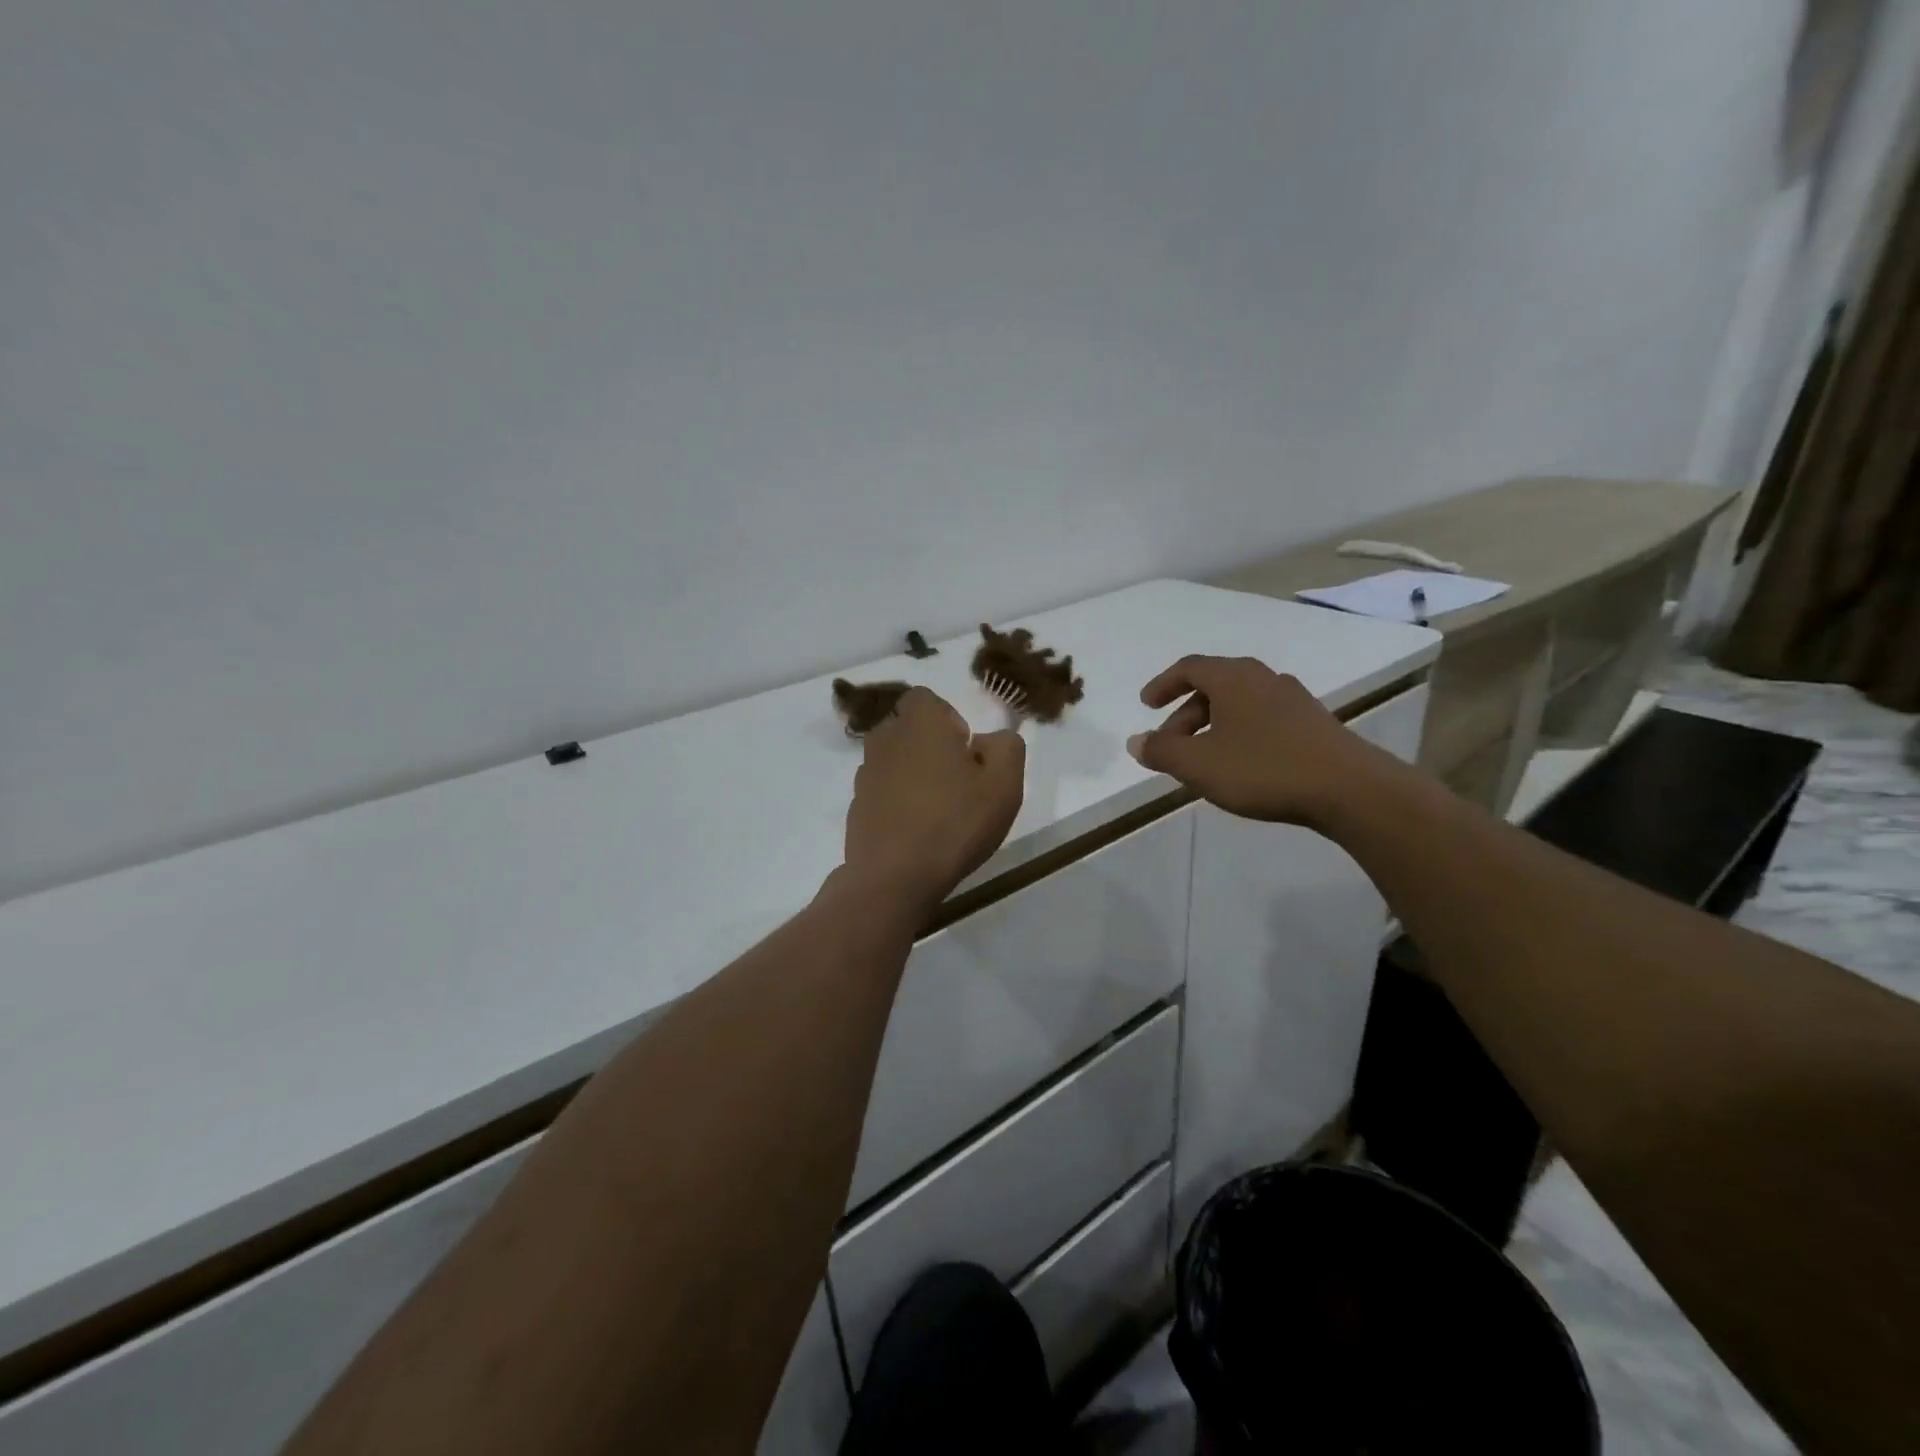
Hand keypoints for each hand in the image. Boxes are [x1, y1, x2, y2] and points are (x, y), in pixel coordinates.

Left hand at [844, 688, 1025, 907]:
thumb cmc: (955, 822)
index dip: (949, 720)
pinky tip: (917, 832)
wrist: (895, 877)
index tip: (966, 752)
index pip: (927, 699)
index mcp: (919, 721)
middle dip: (931, 746)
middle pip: (909, 729)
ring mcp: (865, 773)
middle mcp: (885, 738)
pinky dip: (898, 801)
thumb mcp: (1004, 783)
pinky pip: (883, 791)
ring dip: (914, 774)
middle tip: (958, 782)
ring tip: (938, 810)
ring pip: (895, 760)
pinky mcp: (856, 805)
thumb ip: (1006, 747)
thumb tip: (989, 739)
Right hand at [1126, 655, 1394, 825]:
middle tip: (1171, 745)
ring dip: (1214, 725)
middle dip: (1186, 714)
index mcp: (1233, 678)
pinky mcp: (1314, 723)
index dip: (1163, 684)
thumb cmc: (1263, 769)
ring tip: (1204, 760)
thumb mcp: (1199, 765)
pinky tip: (1242, 765)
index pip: (1189, 667)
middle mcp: (1263, 678)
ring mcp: (1293, 699)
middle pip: (1214, 686)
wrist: (1349, 789)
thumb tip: (1136, 742)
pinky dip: (1241, 733)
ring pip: (1240, 703)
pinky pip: (1264, 719)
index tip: (1147, 706)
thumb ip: (1161, 752)